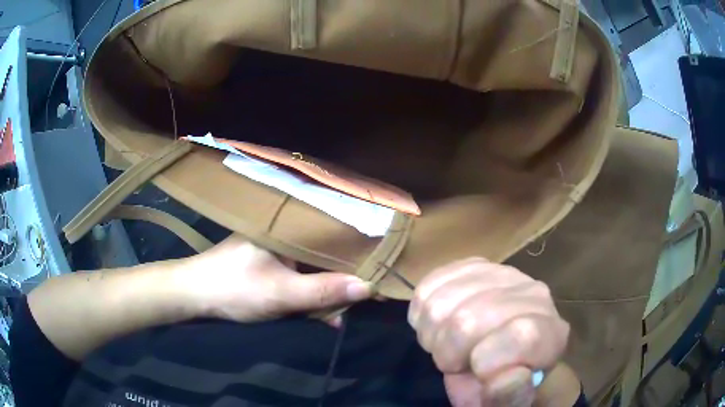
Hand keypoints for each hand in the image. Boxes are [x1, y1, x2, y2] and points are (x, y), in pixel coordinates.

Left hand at [180, 235, 372, 322]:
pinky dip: (309, 293)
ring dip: (326, 290)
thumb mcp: (282, 293)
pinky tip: (322, 313)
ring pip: (312, 268)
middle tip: (365, 296)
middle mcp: (284, 233)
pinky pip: (297, 276)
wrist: (194, 295)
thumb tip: (370, 287)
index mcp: (288, 228)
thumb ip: (324, 292)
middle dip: (342, 278)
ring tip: (344, 310)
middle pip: (324, 254)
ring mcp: (275, 249)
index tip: (378, 269)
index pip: (333, 235)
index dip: (357, 253)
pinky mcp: (268, 264)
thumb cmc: (235, 288)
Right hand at [408, 258, 569, 406]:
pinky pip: (427, 287)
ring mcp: (501, 273)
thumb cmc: (502, 381)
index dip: (490, 362)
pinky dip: (423, 316)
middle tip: (459, 364)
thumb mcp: (507, 400)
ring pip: (440, 304)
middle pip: (468, 321)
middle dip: (449, 354)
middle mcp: (532, 294)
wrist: (498, 354)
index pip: (522, 336)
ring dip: (434, 336)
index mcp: (549, 333)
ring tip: (450, 346)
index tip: (480, 375)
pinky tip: (441, 326)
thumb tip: (504, 379)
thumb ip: (509, 394)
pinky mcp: (470, 266)